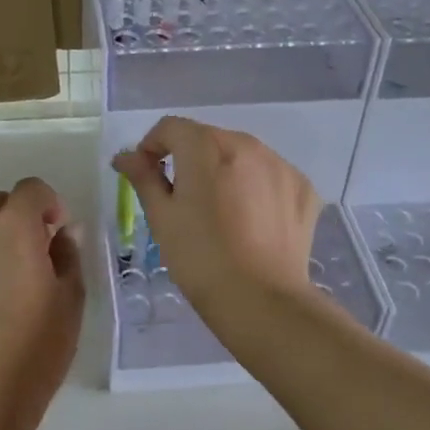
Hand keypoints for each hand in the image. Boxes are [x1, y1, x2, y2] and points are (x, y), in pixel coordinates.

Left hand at [0, 178, 83, 412]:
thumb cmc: (40, 341)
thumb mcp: (71, 296)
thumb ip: (68, 253)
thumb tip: (65, 231)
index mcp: (15, 229)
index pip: (29, 189)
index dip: (48, 202)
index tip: (58, 231)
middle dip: (19, 219)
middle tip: (37, 255)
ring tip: (12, 293)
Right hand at [113, 116, 318, 306]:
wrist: (262, 301)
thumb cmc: (200, 258)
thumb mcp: (162, 217)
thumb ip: (143, 177)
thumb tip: (126, 156)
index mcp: (206, 147)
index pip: (170, 127)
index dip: (152, 146)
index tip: (148, 174)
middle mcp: (247, 145)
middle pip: (208, 138)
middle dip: (190, 159)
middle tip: (182, 198)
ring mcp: (280, 165)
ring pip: (242, 155)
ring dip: (225, 171)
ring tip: (220, 211)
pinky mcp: (303, 188)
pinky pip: (270, 175)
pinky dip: (256, 187)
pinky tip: (251, 220)